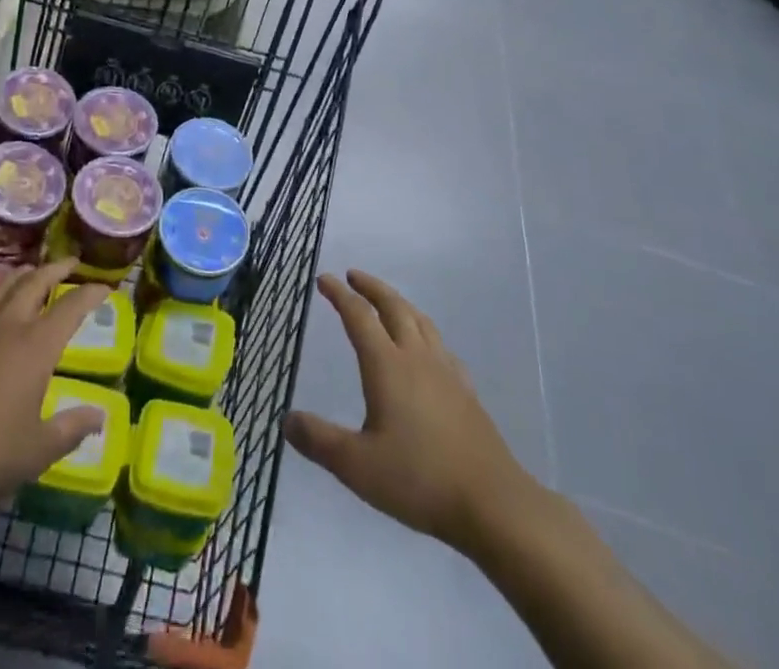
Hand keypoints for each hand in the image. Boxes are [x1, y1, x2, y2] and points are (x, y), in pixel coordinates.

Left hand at [0, 260, 109, 524]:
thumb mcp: (35, 452)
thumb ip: (71, 429)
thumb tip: (101, 416)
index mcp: (36, 346)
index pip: (72, 306)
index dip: (91, 293)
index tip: (105, 287)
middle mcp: (6, 323)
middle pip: (36, 281)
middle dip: (57, 269)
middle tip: (70, 264)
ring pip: (1, 284)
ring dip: (21, 274)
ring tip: (30, 273)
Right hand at [283, 271, 549, 561]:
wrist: (492, 503)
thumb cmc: (419, 480)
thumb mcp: (357, 466)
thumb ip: (319, 441)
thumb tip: (286, 419)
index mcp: (387, 365)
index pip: (358, 316)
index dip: (339, 295)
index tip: (323, 279)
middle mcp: (416, 357)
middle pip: (393, 307)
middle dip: (371, 287)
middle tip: (353, 276)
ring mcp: (446, 371)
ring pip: (420, 321)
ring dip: (399, 302)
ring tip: (387, 301)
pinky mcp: (466, 391)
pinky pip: (441, 345)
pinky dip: (425, 332)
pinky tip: (427, 349)